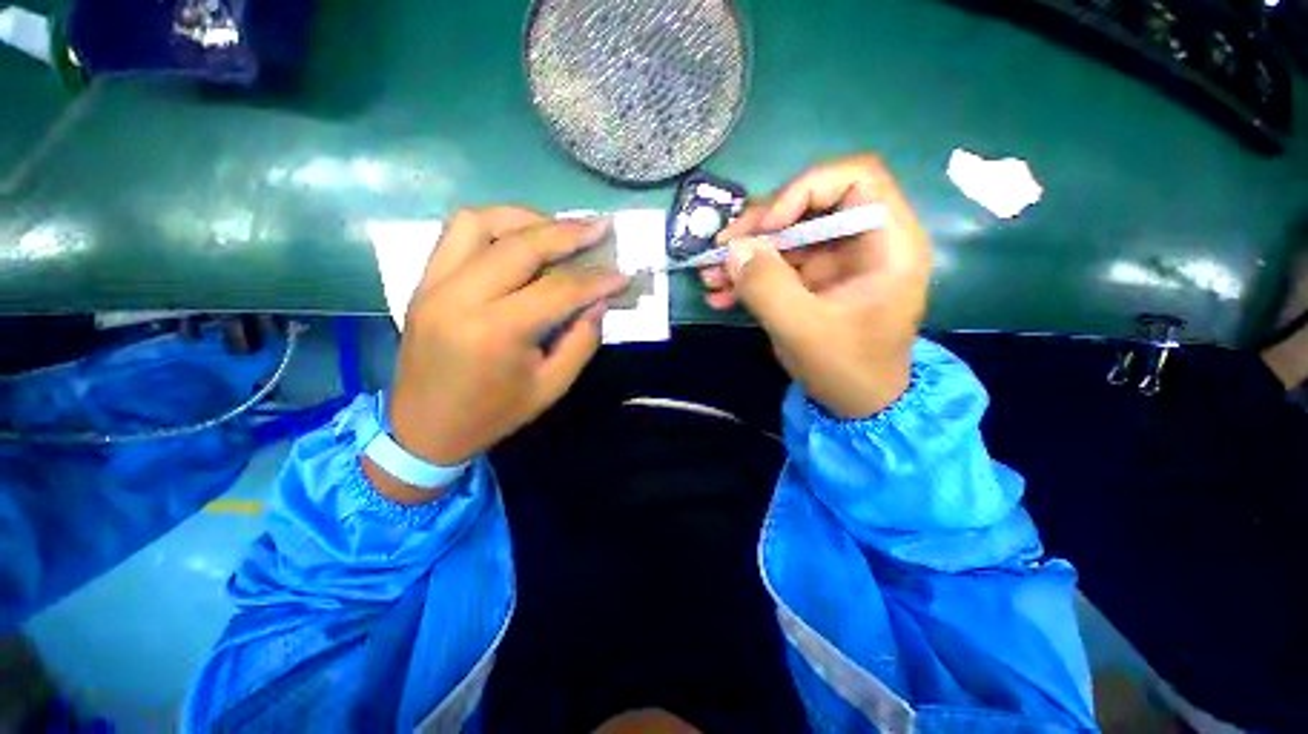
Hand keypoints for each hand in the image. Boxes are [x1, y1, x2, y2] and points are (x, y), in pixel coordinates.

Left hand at [368, 207, 628, 501]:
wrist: (423, 428)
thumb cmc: (494, 414)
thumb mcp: (551, 386)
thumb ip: (582, 341)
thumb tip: (600, 300)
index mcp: (498, 332)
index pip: (559, 289)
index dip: (597, 279)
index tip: (623, 274)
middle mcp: (462, 297)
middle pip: (521, 245)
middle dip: (568, 232)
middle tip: (600, 227)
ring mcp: (434, 284)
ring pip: (480, 222)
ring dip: (525, 219)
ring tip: (558, 228)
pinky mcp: (423, 281)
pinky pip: (457, 234)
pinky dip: (494, 226)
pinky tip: (519, 238)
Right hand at [699, 156, 930, 418]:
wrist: (857, 405)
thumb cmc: (847, 369)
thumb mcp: (804, 331)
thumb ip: (767, 287)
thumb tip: (733, 249)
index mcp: (887, 243)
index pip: (855, 179)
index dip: (805, 190)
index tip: (767, 226)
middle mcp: (863, 243)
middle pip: (809, 206)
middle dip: (759, 228)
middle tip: (720, 249)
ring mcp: (835, 263)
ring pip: (786, 238)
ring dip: (745, 254)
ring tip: (709, 277)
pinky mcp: (813, 283)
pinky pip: (777, 267)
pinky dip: (748, 277)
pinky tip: (720, 295)